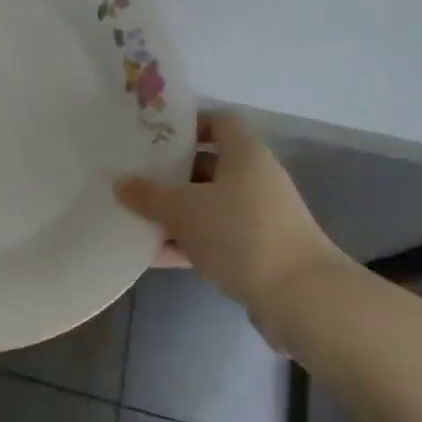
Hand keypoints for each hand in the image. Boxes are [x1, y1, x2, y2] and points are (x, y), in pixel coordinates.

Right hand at [116, 111, 345, 342]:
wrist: (302, 299)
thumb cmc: (240, 234)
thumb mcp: (183, 210)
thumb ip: (148, 195)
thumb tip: (120, 182)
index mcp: (244, 153)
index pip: (218, 121)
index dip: (188, 125)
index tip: (154, 138)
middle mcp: (256, 178)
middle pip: (208, 165)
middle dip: (171, 174)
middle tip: (135, 179)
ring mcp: (260, 217)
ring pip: (210, 205)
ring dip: (176, 213)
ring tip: (136, 219)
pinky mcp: (260, 252)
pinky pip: (217, 238)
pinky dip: (189, 243)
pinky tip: (154, 255)